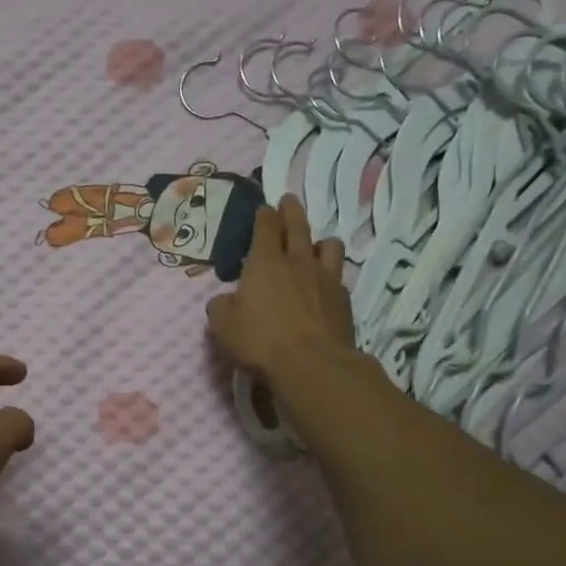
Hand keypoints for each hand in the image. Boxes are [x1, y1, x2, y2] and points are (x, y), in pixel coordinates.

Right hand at [206, 195, 355, 381]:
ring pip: (329, 246)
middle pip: (298, 226)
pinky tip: (326, 283)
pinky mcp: (344, 300)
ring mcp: (325, 279)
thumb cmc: (260, 340)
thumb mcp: (223, 325)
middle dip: (291, 211)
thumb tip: (225, 301)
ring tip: (315, 244)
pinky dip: (331, 273)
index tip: (264, 208)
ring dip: (319, 240)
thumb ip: (221, 307)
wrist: (312, 364)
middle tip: (288, 200)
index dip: (264, 215)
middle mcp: (297, 262)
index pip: (266, 228)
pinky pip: (339, 275)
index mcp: (265, 263)